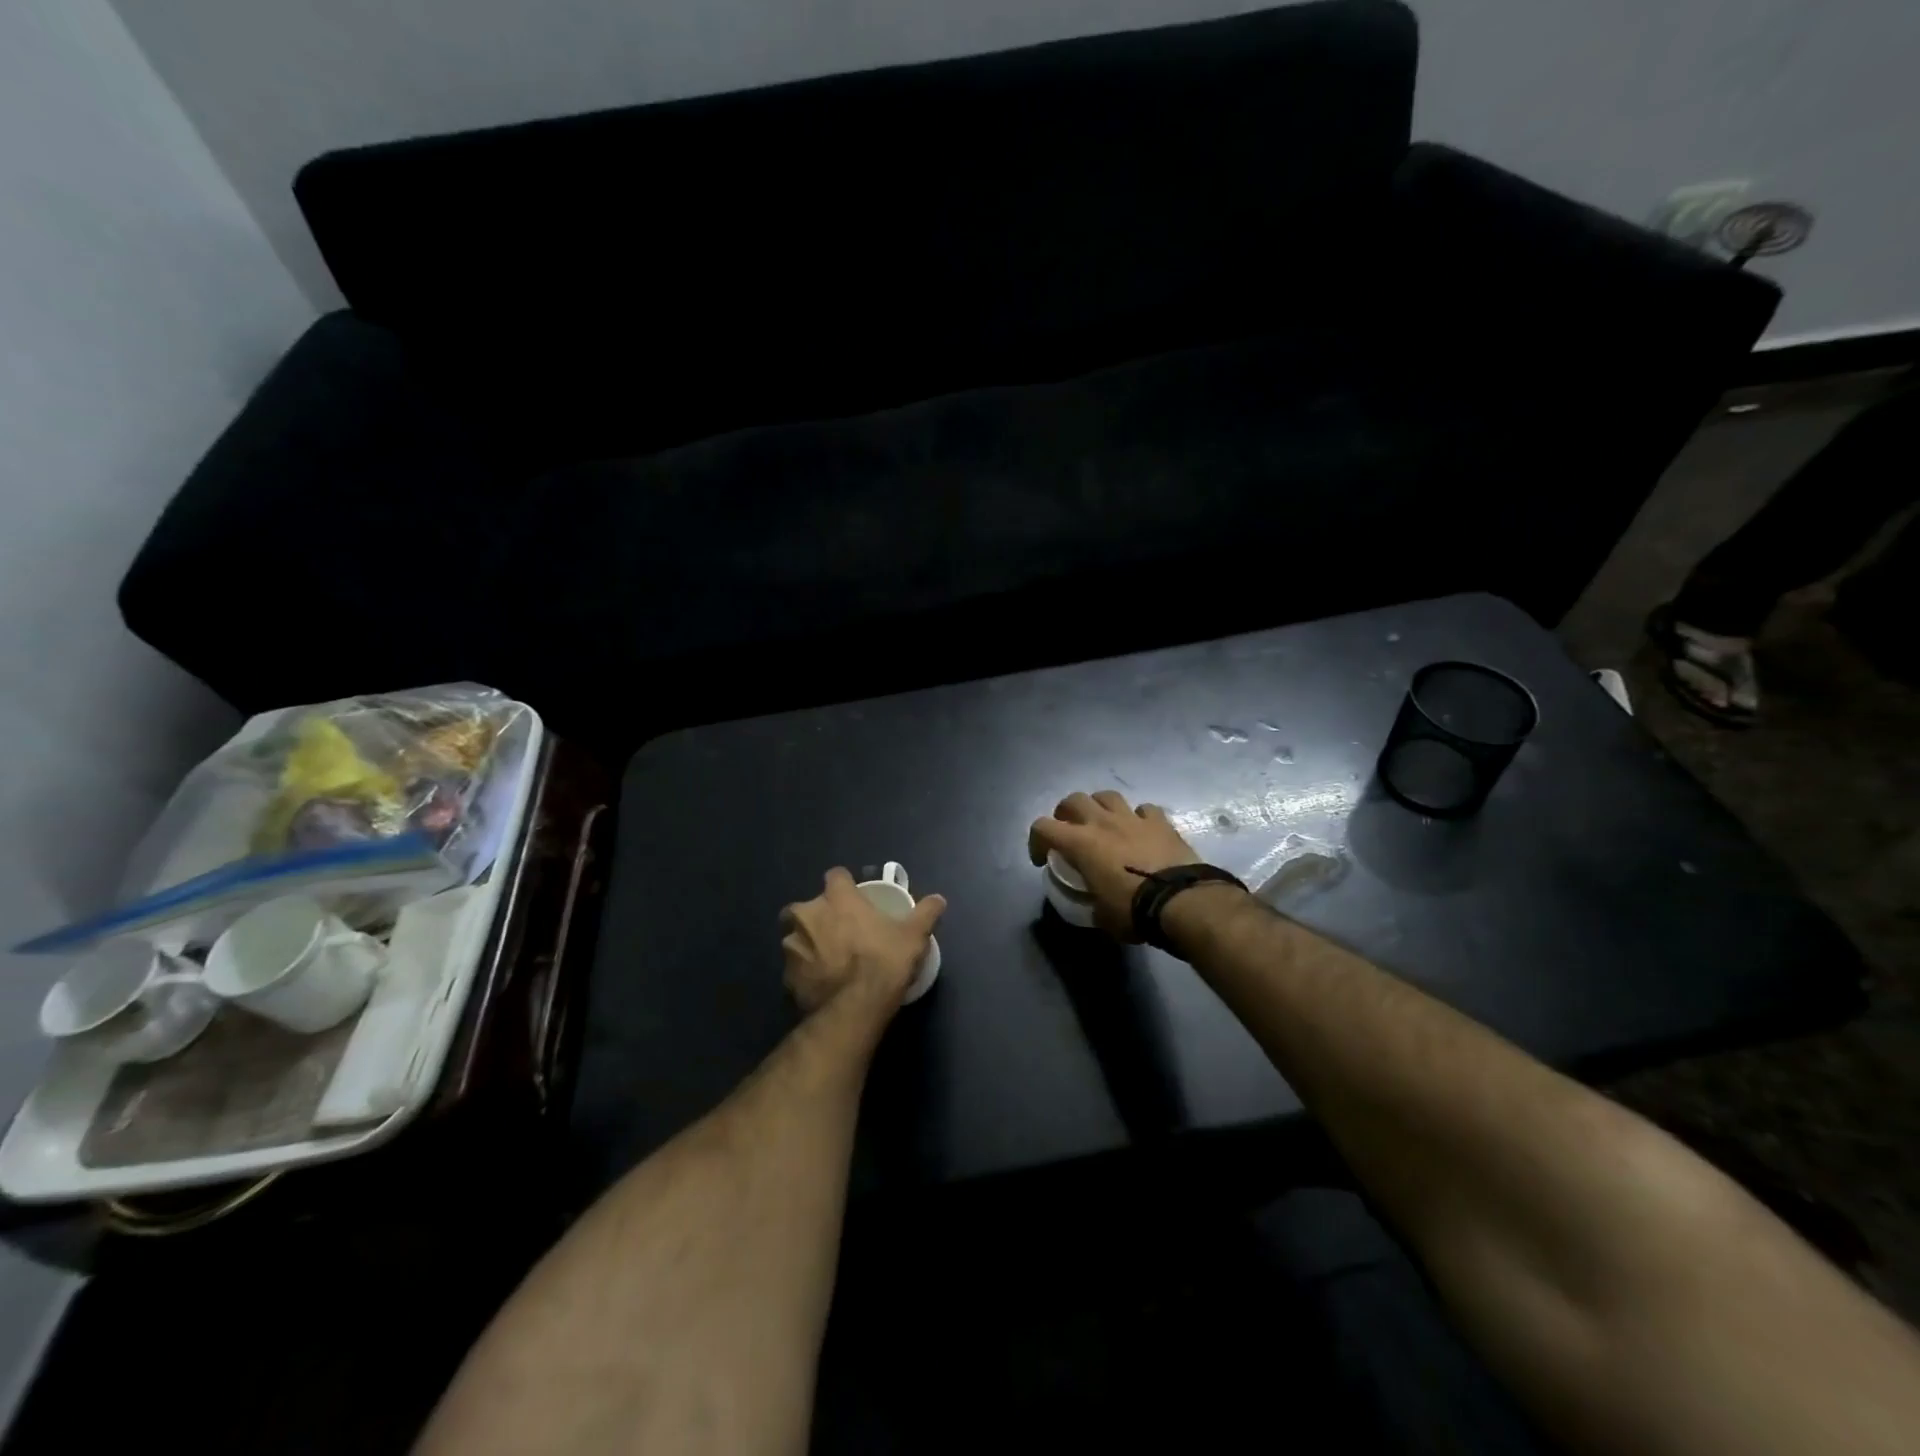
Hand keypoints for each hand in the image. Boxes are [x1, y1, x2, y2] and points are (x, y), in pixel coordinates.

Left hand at [780, 867, 946, 1017]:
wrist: (853, 1010)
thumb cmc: (883, 962)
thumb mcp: (913, 937)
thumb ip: (925, 913)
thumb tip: (939, 899)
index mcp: (837, 898)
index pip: (836, 876)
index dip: (845, 885)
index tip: (855, 898)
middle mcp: (807, 915)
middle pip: (808, 906)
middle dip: (820, 915)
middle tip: (841, 931)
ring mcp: (792, 946)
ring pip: (797, 936)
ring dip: (809, 943)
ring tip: (830, 960)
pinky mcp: (785, 976)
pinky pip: (795, 966)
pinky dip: (806, 971)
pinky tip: (823, 982)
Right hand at [1028, 790, 1202, 938]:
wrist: (1181, 901)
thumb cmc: (1133, 910)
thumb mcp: (1102, 915)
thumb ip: (1092, 902)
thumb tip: (1095, 906)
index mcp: (1080, 843)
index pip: (1042, 827)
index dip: (1036, 841)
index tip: (1042, 859)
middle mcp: (1102, 822)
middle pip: (1073, 799)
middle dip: (1066, 813)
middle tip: (1070, 831)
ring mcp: (1133, 818)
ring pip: (1107, 796)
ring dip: (1099, 807)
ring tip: (1103, 823)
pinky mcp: (1160, 822)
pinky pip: (1144, 809)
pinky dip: (1138, 817)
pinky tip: (1141, 830)